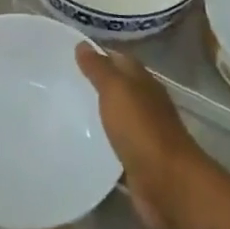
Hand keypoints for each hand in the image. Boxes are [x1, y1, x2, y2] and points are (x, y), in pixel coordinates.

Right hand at [75, 44, 207, 228]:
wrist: (168, 184)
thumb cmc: (141, 129)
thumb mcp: (117, 91)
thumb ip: (100, 69)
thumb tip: (83, 44)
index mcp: (143, 82)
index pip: (119, 59)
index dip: (97, 53)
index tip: (69, 53)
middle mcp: (146, 103)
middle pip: (119, 87)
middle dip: (95, 83)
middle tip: (62, 81)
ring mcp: (144, 133)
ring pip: (117, 116)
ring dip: (98, 112)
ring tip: (65, 111)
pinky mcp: (138, 161)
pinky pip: (116, 144)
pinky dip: (101, 141)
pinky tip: (81, 143)